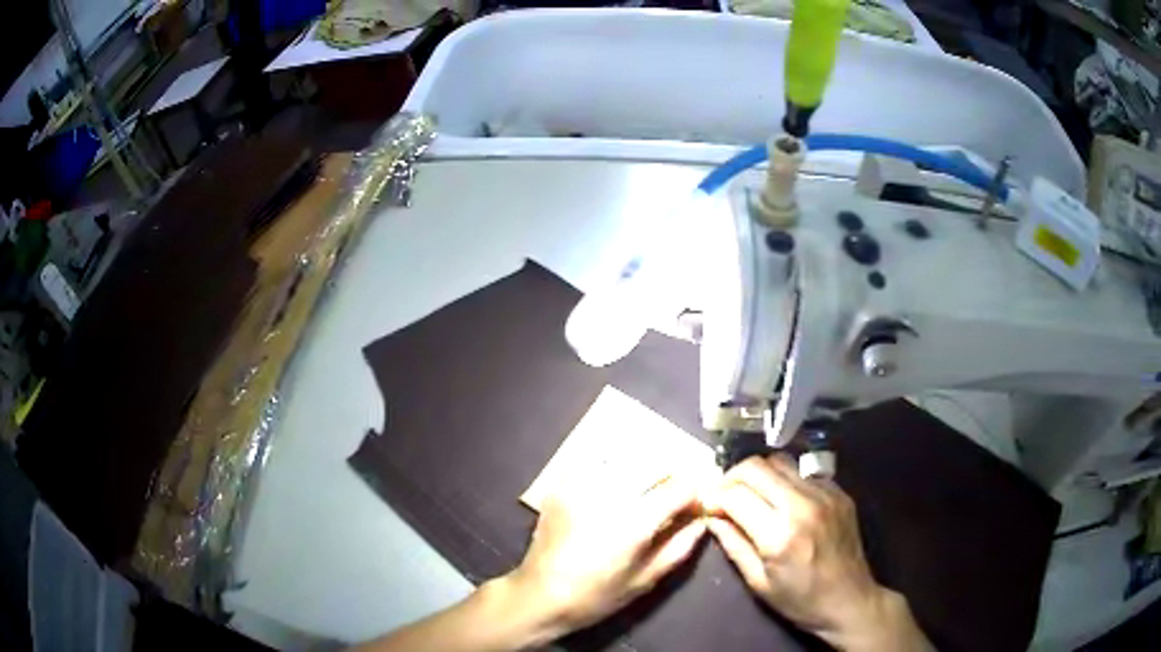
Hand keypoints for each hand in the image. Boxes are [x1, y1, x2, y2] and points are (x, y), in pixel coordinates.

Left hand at [506, 474, 706, 636]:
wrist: (539, 595)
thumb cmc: (596, 596)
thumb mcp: (645, 579)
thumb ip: (680, 546)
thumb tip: (702, 520)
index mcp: (634, 521)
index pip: (680, 487)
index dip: (694, 494)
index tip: (694, 507)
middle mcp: (609, 494)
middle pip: (656, 464)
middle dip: (671, 478)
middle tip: (670, 499)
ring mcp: (581, 485)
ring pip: (627, 459)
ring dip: (644, 470)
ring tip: (644, 492)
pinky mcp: (562, 484)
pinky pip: (597, 463)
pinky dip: (614, 468)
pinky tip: (614, 489)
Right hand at [704, 456, 929, 651]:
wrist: (850, 600)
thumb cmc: (800, 600)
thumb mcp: (758, 582)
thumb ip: (734, 545)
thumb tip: (712, 517)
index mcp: (780, 535)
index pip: (735, 494)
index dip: (714, 496)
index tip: (707, 506)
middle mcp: (803, 505)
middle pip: (756, 466)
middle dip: (732, 477)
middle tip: (724, 495)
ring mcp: (825, 493)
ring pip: (780, 461)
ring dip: (759, 474)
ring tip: (752, 494)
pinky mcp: (839, 491)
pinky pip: (803, 472)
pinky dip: (785, 479)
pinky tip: (782, 500)